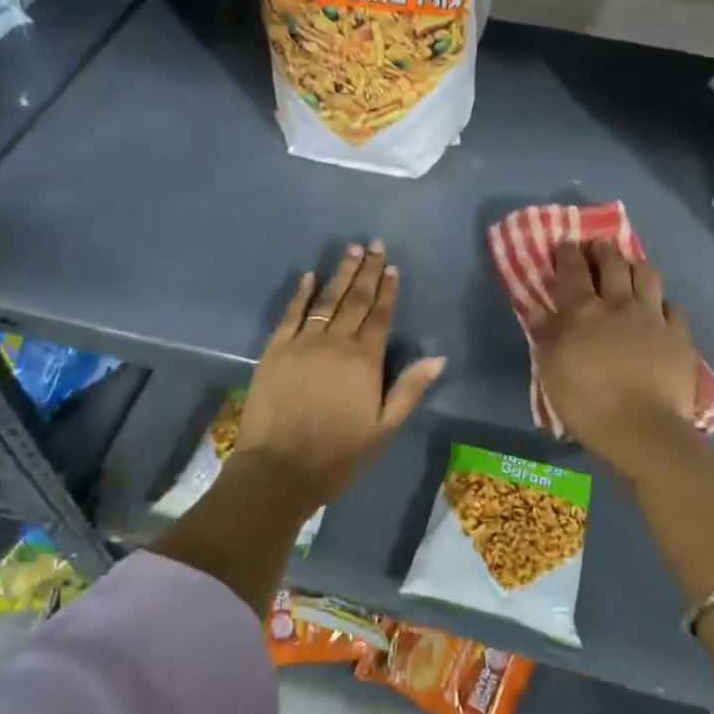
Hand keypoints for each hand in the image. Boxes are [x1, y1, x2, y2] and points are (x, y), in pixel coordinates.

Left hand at [231, 242, 444, 507]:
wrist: (279, 468)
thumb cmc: (338, 454)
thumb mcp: (383, 428)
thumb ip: (409, 390)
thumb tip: (438, 358)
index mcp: (365, 360)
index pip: (380, 315)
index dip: (388, 290)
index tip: (392, 266)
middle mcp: (336, 342)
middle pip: (356, 299)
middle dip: (367, 271)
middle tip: (374, 245)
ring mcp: (303, 342)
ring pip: (326, 300)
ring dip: (340, 274)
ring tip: (351, 250)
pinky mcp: (275, 349)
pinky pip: (291, 313)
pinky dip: (301, 293)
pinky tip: (309, 276)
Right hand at [528, 241, 698, 476]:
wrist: (641, 429)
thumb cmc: (586, 401)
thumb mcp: (551, 370)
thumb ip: (545, 335)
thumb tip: (538, 309)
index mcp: (583, 311)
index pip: (573, 271)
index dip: (568, 254)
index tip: (566, 244)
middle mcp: (618, 304)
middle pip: (613, 264)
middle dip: (603, 251)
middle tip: (598, 247)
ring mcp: (653, 317)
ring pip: (647, 275)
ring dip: (636, 266)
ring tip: (630, 267)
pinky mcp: (679, 335)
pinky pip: (672, 307)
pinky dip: (662, 303)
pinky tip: (659, 309)